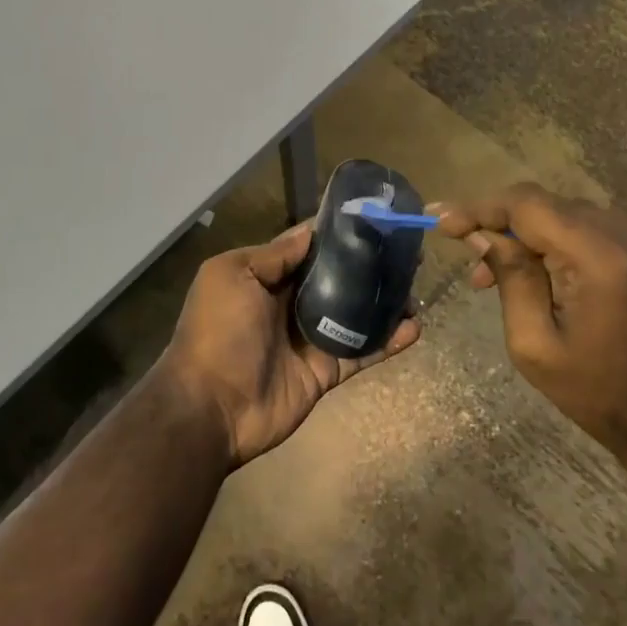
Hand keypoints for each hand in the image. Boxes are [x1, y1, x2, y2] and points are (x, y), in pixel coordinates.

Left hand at [160, 223, 419, 468]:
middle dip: (367, 265)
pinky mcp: (325, 372)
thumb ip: (273, 255)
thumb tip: (311, 232)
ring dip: (382, 302)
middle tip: (405, 251)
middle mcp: (288, 304)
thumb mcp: (233, 276)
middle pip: (335, 279)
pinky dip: (387, 342)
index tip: (370, 218)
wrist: (211, 407)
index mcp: (264, 277)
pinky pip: (361, 352)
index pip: (306, 248)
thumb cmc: (218, 330)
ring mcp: (309, 339)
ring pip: (353, 314)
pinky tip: (414, 328)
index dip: (335, 234)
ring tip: (415, 287)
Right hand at [433, 185, 626, 461]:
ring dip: (534, 236)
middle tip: (473, 264)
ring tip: (504, 275)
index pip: (528, 205)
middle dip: (504, 226)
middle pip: (551, 206)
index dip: (480, 208)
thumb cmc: (605, 397)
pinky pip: (601, 231)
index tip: (441, 221)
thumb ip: (511, 278)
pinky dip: (567, 243)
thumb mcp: (536, 346)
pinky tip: (549, 274)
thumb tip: (481, 234)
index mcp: (603, 259)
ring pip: (574, 216)